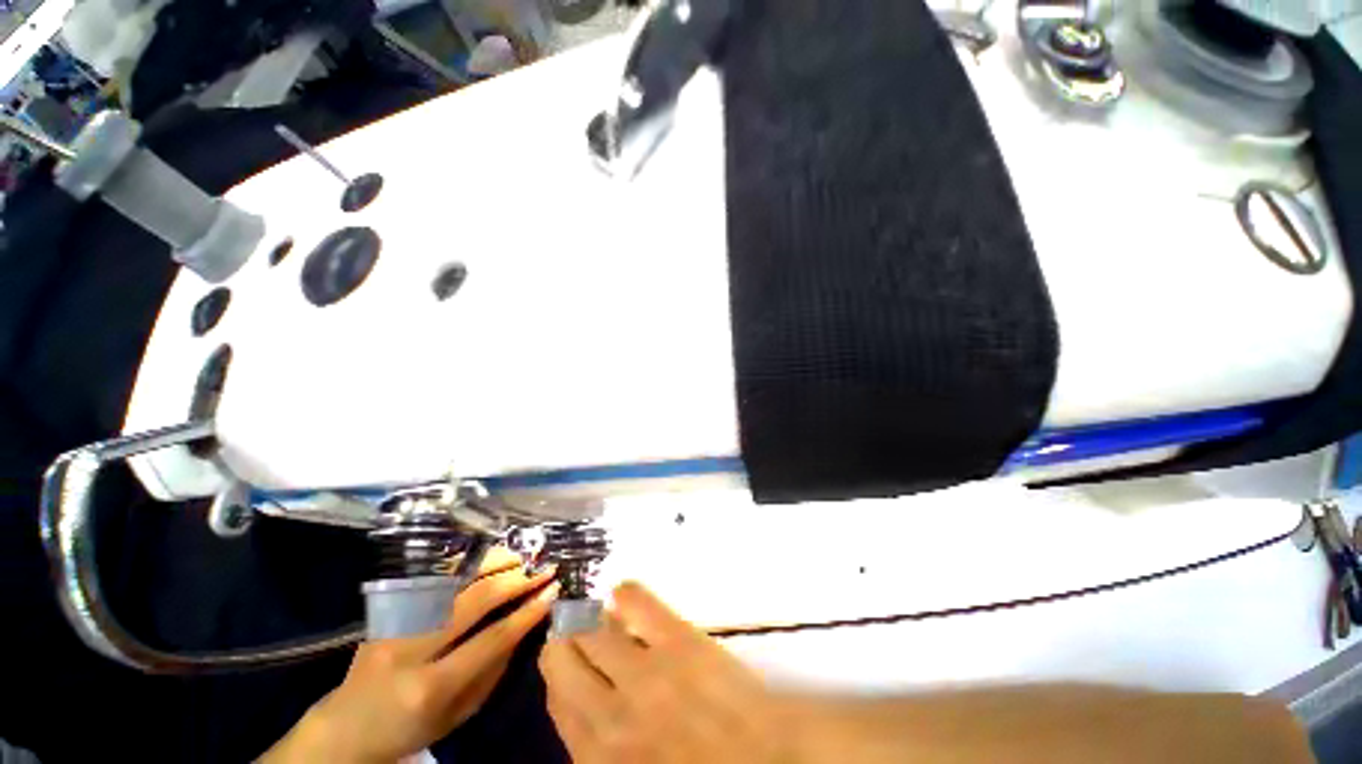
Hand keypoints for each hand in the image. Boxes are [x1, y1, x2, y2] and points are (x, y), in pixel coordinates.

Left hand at [262, 548, 557, 763]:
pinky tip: (488, 557)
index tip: (554, 590)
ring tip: (523, 555)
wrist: (344, 727)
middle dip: (516, 580)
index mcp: (431, 687)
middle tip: (545, 566)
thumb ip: (493, 671)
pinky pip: (435, 579)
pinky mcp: (389, 611)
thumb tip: (526, 624)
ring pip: (454, 582)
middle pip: (474, 601)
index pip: (492, 639)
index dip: (527, 612)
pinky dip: (466, 565)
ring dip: (494, 563)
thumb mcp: (457, 716)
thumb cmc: (409, 729)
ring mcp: (396, 624)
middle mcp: (412, 649)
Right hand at [539, 582, 792, 763]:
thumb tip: (587, 706)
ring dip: (588, 617)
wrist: (769, 760)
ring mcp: (646, 670)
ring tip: (596, 612)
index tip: (561, 661)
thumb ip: (605, 746)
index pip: (558, 701)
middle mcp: (612, 713)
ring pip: (593, 628)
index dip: (556, 676)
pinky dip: (625, 593)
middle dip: (563, 642)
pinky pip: (638, 601)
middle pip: (564, 660)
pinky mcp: (678, 638)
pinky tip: (622, 593)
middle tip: (572, 632)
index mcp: (600, 756)